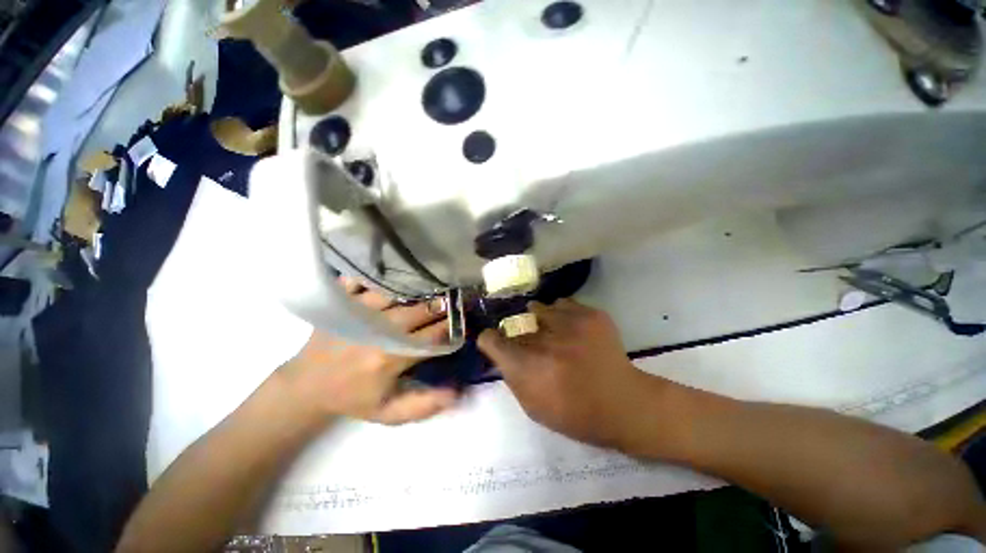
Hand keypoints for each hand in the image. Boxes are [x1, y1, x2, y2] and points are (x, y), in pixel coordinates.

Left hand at [279, 278, 456, 425]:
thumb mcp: (389, 414)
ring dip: (419, 288)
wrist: (305, 387)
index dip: (453, 328)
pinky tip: (396, 273)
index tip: (465, 322)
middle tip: (456, 300)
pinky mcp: (340, 301)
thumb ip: (425, 405)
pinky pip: (364, 279)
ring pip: (398, 291)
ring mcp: (357, 311)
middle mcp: (377, 330)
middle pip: (421, 309)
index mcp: (390, 358)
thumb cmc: (353, 399)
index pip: (433, 336)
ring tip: (435, 285)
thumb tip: (456, 391)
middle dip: (443, 305)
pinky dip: (380, 275)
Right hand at [478, 299, 661, 449]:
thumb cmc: (575, 413)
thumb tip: (502, 353)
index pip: (490, 339)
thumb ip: (512, 376)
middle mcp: (545, 340)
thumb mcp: (532, 407)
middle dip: (517, 332)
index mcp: (528, 367)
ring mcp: (570, 322)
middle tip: (530, 342)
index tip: (498, 344)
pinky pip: (562, 303)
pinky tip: (570, 328)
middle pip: (514, 322)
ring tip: (552, 332)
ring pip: (537, 307)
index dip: (491, 341)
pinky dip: (561, 314)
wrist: (624, 403)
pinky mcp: (591, 313)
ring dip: (539, 320)